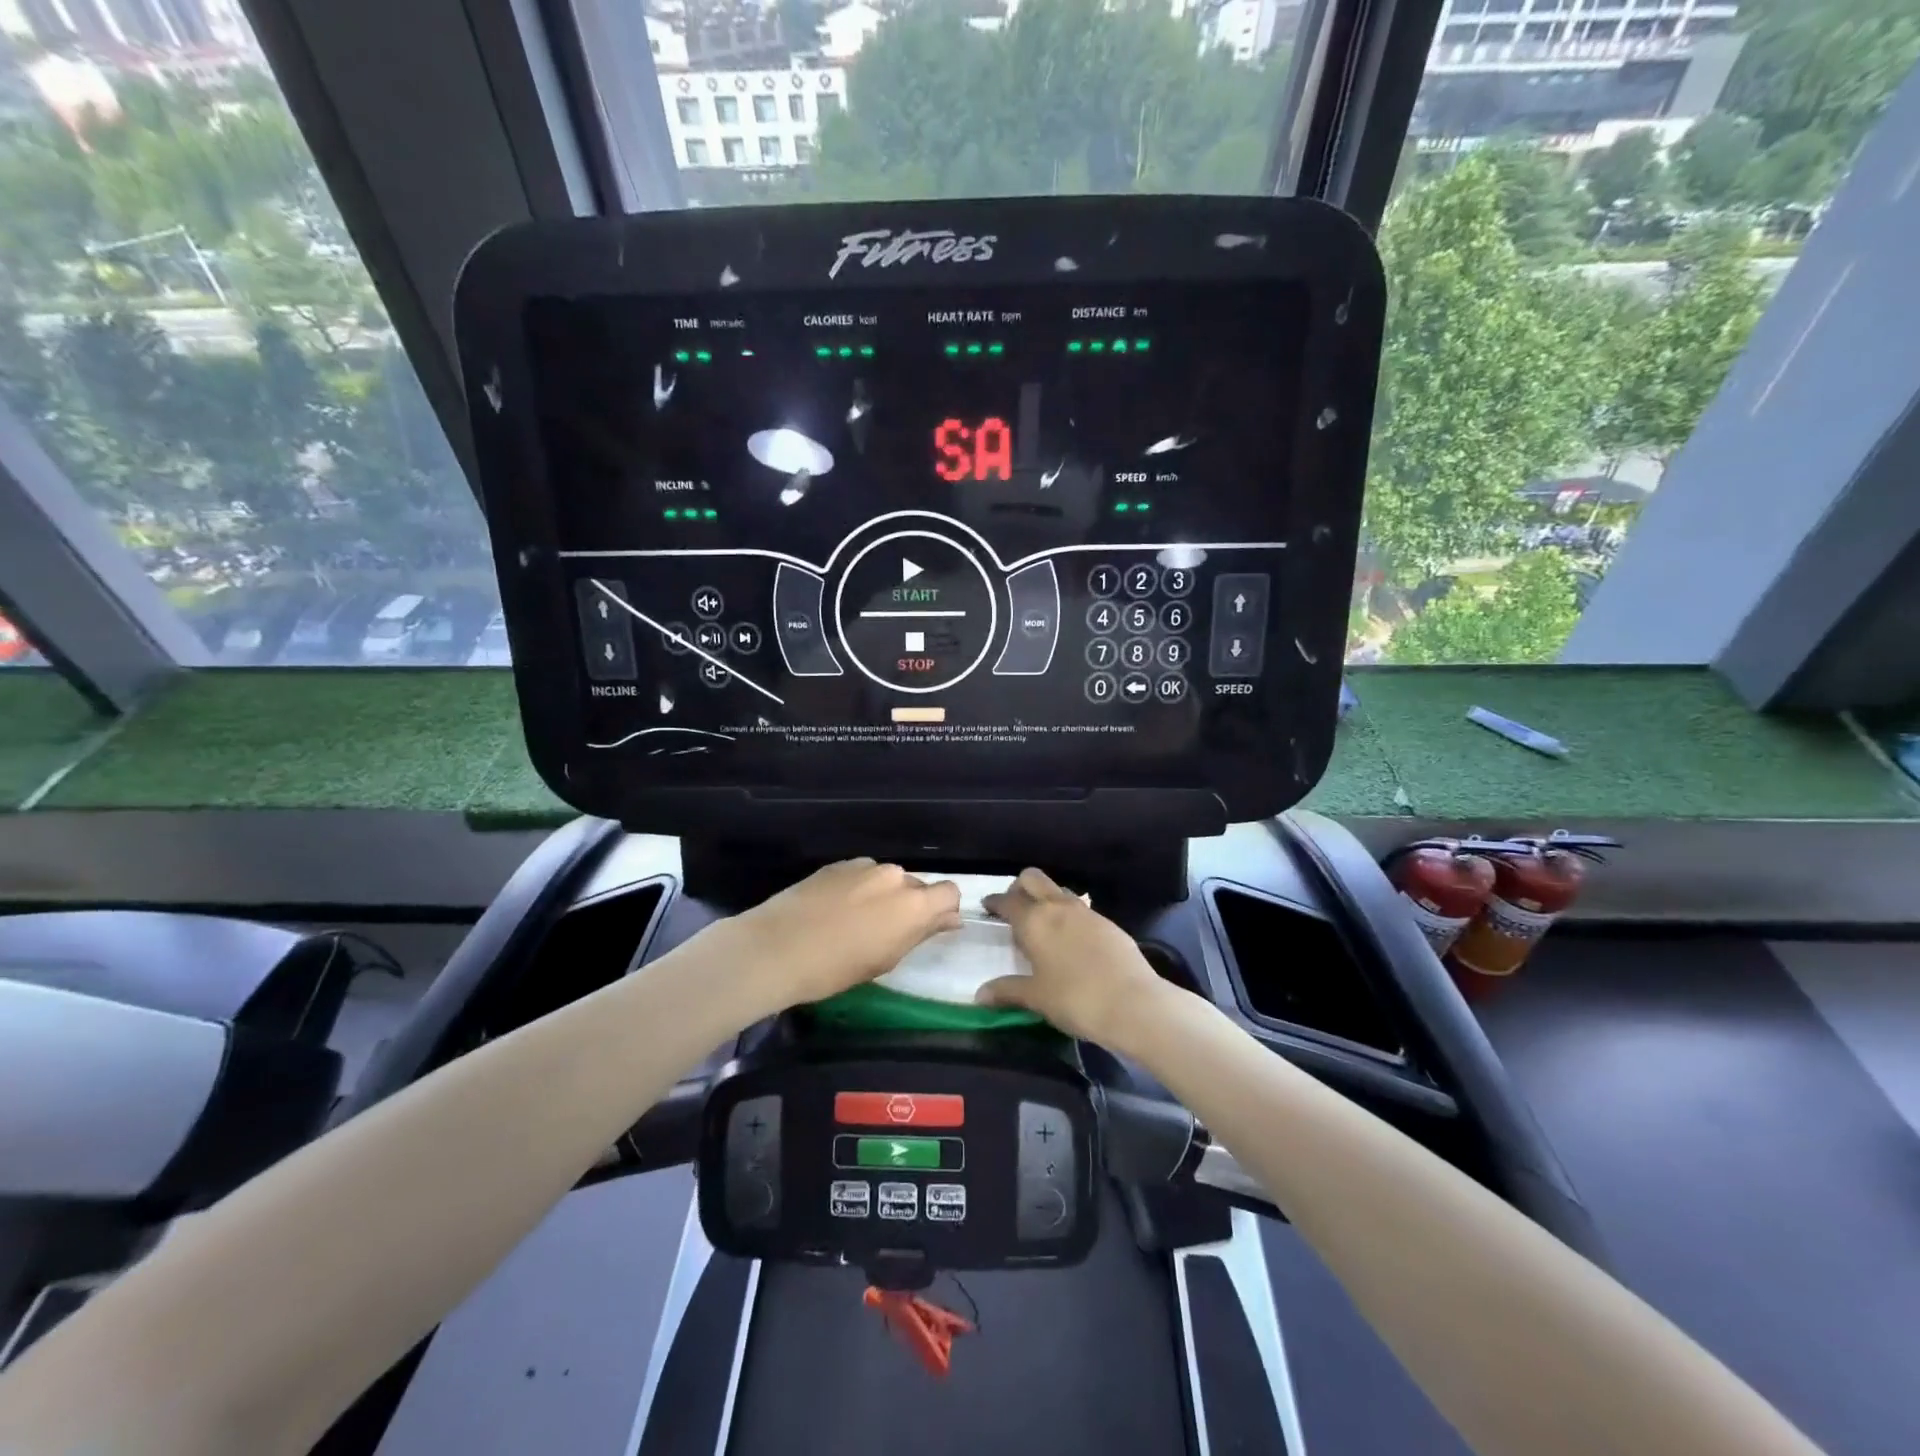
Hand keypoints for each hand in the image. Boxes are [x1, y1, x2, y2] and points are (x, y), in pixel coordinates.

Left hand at [724, 859, 961, 1013]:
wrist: (776, 948)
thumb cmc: (836, 967)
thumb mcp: (886, 959)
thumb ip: (921, 933)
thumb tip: (950, 919)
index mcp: (913, 903)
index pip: (950, 892)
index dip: (943, 910)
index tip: (928, 929)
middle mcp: (894, 875)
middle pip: (917, 886)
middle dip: (910, 905)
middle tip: (887, 933)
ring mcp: (864, 865)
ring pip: (887, 880)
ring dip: (882, 896)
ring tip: (855, 922)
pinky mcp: (837, 864)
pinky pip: (861, 874)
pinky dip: (858, 888)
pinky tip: (835, 910)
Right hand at [977, 867, 1168, 1047]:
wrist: (1132, 1003)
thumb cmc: (1075, 998)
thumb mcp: (1036, 998)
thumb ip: (1007, 991)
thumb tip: (980, 995)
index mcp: (1034, 920)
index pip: (1007, 901)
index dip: (995, 902)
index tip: (987, 907)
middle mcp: (1058, 907)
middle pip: (1033, 879)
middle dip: (1019, 887)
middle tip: (1014, 908)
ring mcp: (1086, 912)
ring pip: (1059, 891)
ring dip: (1046, 899)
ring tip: (1043, 925)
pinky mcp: (1108, 923)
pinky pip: (1080, 909)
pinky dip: (1069, 915)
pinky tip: (1071, 940)